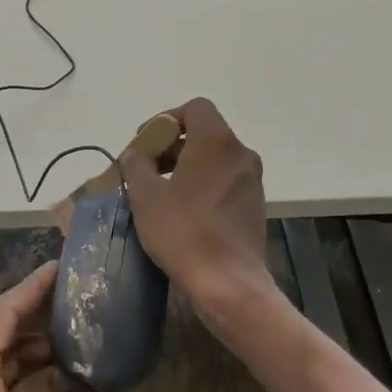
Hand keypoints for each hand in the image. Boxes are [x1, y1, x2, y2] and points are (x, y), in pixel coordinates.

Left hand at [0, 263, 153, 391]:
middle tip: (81, 297)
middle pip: (3, 332)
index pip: (3, 314)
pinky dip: (31, 380)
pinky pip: (4, 387)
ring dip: (38, 350)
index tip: (63, 265)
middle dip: (41, 315)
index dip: (34, 288)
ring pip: (4, 361)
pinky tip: (64, 377)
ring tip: (80, 333)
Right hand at [122, 98, 277, 318]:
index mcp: (216, 142)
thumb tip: (136, 154)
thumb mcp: (146, 195)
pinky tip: (183, 210)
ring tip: (161, 190)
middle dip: (172, 143)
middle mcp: (240, 153)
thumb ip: (137, 164)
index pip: (195, 108)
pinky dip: (203, 183)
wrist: (228, 284)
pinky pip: (225, 179)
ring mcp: (252, 180)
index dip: (167, 118)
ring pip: (215, 157)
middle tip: (147, 167)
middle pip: (205, 131)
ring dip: (187, 164)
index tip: (146, 142)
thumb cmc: (183, 232)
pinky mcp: (255, 205)